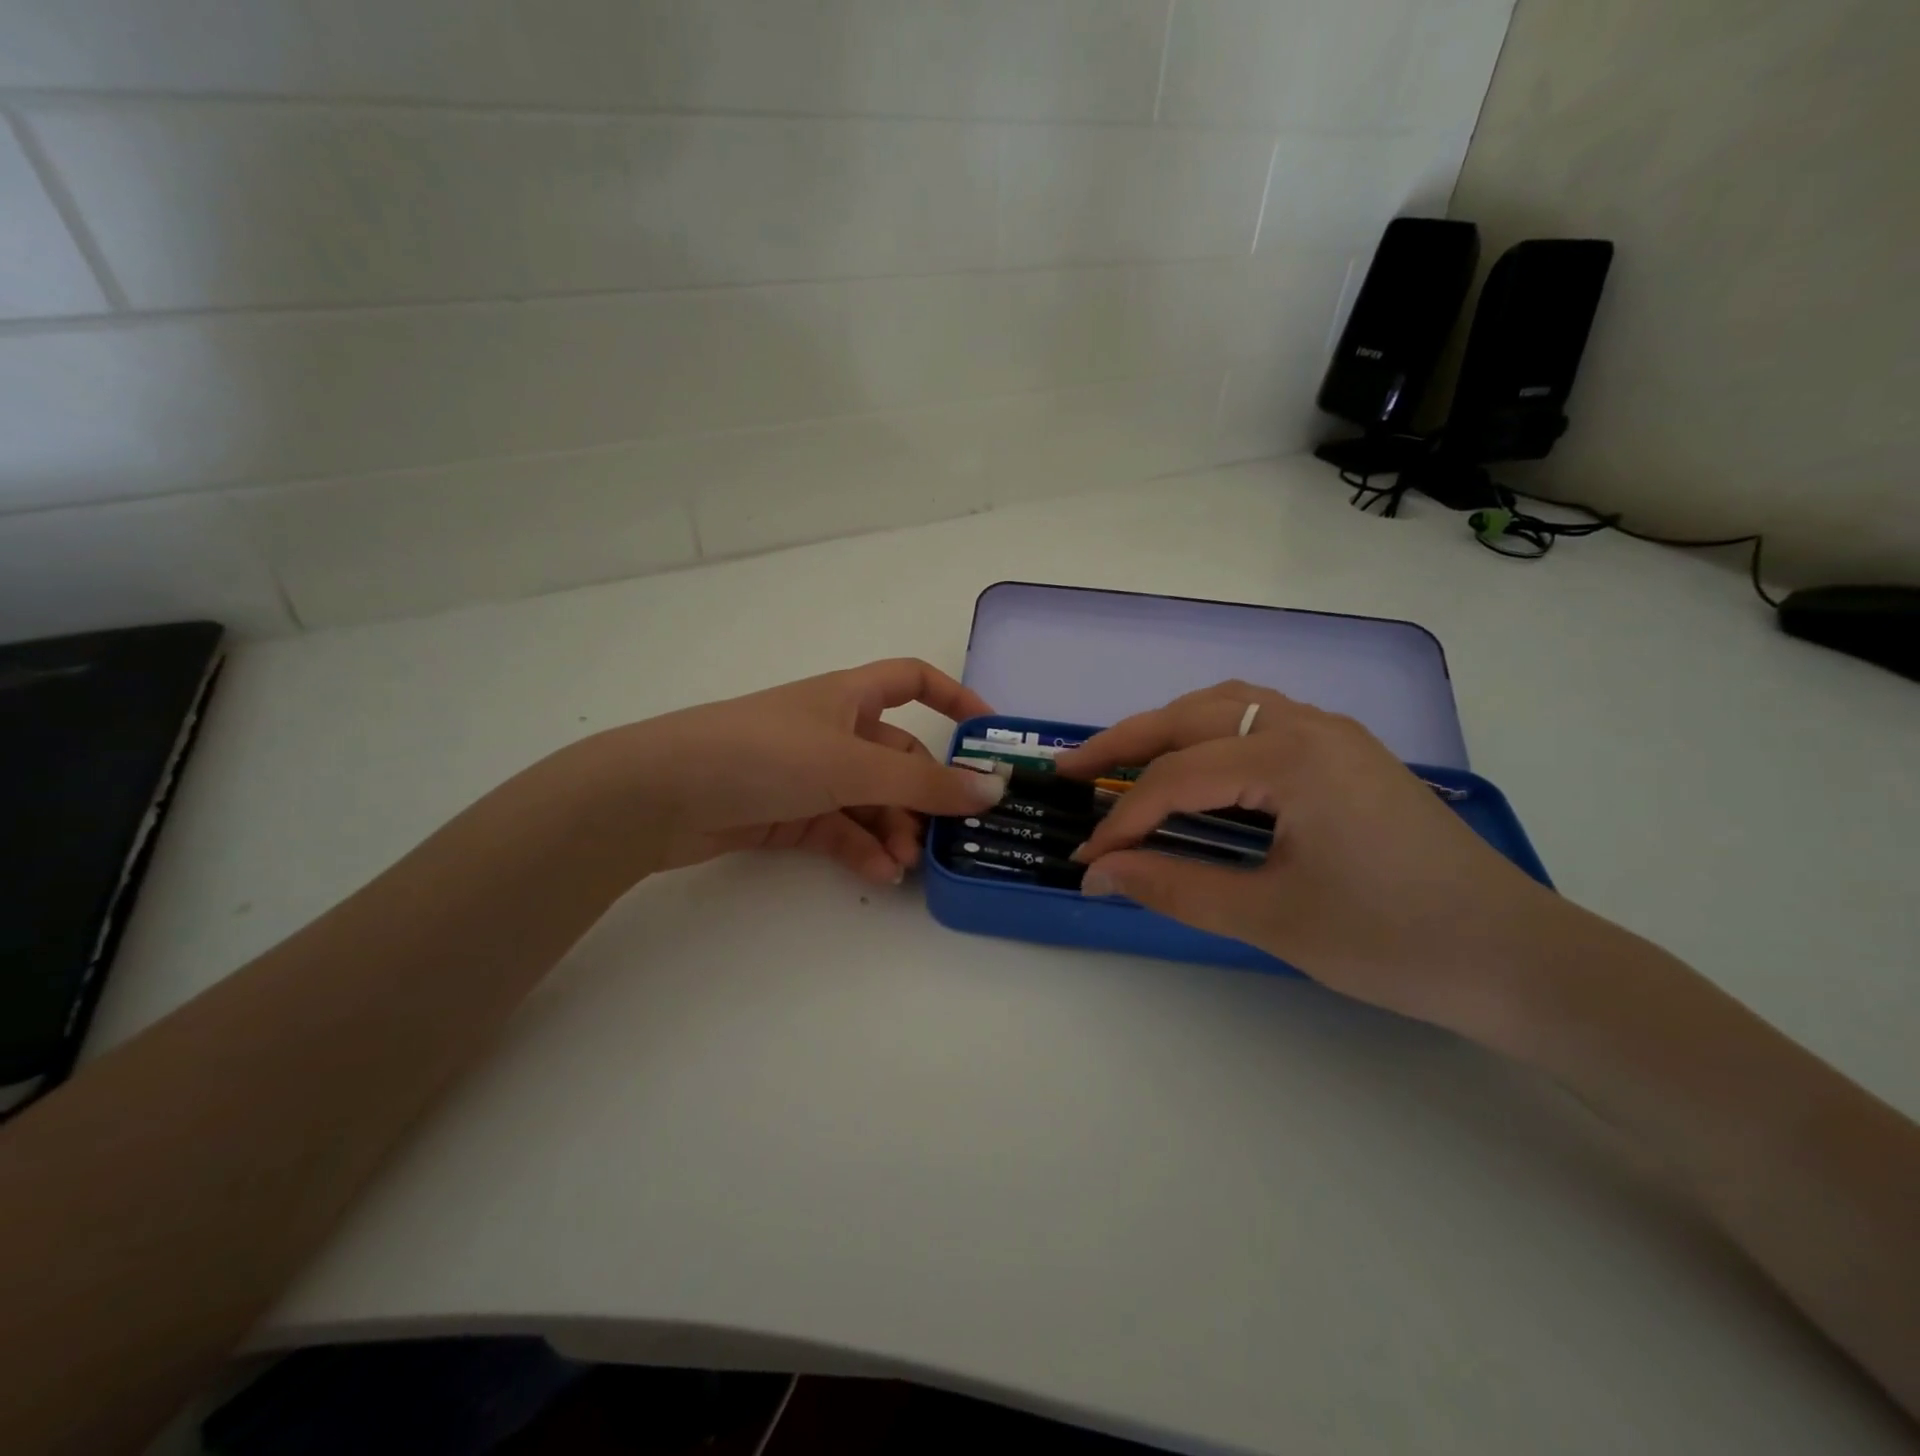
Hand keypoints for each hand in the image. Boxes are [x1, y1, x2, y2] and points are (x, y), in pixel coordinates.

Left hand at [563, 658, 1007, 885]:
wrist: (660, 794)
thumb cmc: (764, 754)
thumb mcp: (852, 766)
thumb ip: (924, 785)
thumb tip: (993, 791)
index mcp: (849, 696)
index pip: (913, 680)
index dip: (954, 698)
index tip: (989, 734)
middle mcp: (833, 730)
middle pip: (898, 758)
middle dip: (923, 796)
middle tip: (943, 837)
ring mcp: (809, 773)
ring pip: (870, 800)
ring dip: (893, 830)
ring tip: (905, 865)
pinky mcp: (787, 812)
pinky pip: (839, 829)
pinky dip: (861, 849)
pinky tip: (878, 874)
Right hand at [1056, 682, 1572, 1029]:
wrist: (1518, 960)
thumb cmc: (1393, 942)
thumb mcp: (1271, 918)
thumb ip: (1174, 887)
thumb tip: (1098, 874)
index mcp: (1292, 758)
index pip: (1177, 779)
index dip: (1122, 820)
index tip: (1087, 861)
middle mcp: (1309, 725)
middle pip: (1192, 717)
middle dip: (1124, 743)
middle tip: (1070, 771)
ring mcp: (1333, 733)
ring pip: (1227, 706)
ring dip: (1167, 728)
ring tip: (1122, 761)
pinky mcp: (1346, 752)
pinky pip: (1259, 720)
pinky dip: (1209, 733)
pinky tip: (1193, 764)